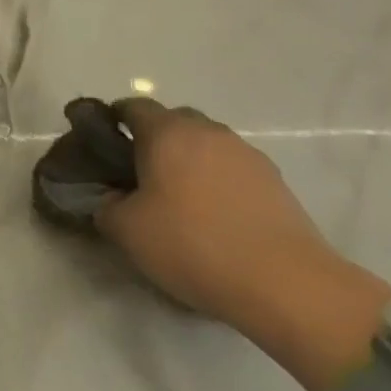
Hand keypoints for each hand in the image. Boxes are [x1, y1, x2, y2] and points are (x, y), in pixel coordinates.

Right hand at [96, 98, 390, 390]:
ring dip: (189, 161)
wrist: (287, 284)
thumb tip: (108, 199)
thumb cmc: (193, 246)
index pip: (132, 106)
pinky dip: (217, 181)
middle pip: (172, 121)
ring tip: (180, 201)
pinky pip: (232, 168)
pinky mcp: (275, 181)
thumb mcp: (128, 231)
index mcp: (167, 132)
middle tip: (140, 177)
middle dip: (153, 140)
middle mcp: (208, 131)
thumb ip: (105, 206)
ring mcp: (246, 153)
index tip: (104, 148)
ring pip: (205, 144)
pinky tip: (215, 217)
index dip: (113, 122)